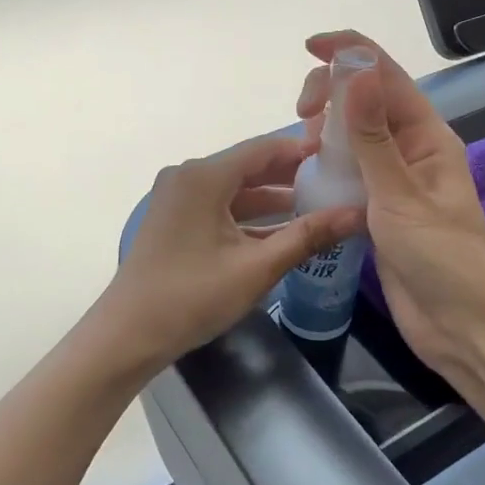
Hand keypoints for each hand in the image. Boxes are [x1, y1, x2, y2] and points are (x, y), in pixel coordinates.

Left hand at [93, 132, 364, 380]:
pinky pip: (220, 206)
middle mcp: (188, 177)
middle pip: (249, 166)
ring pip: (235, 189)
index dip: (303, 149)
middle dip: (291, 175)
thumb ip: (308, 236)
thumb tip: (357, 214)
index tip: (341, 153)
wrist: (127, 336)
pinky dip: (249, 216)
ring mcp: (178, 198)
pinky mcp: (175, 219)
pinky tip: (282, 230)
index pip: (263, 148)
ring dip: (272, 198)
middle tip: (336, 180)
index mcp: (204, 176)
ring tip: (318, 204)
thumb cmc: (191, 297)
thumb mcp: (256, 268)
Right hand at [297, 32, 484, 375]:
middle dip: (333, 93)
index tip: (310, 47)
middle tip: (301, 116)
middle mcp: (412, 149)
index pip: (388, 77)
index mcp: (427, 136)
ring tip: (302, 147)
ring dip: (328, 130)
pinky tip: (308, 172)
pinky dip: (329, 163)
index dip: (351, 53)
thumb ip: (374, 136)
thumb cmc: (441, 259)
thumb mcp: (401, 196)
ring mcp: (396, 179)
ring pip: (355, 135)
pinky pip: (351, 170)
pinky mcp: (381, 208)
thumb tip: (357, 71)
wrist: (460, 326)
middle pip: (368, 100)